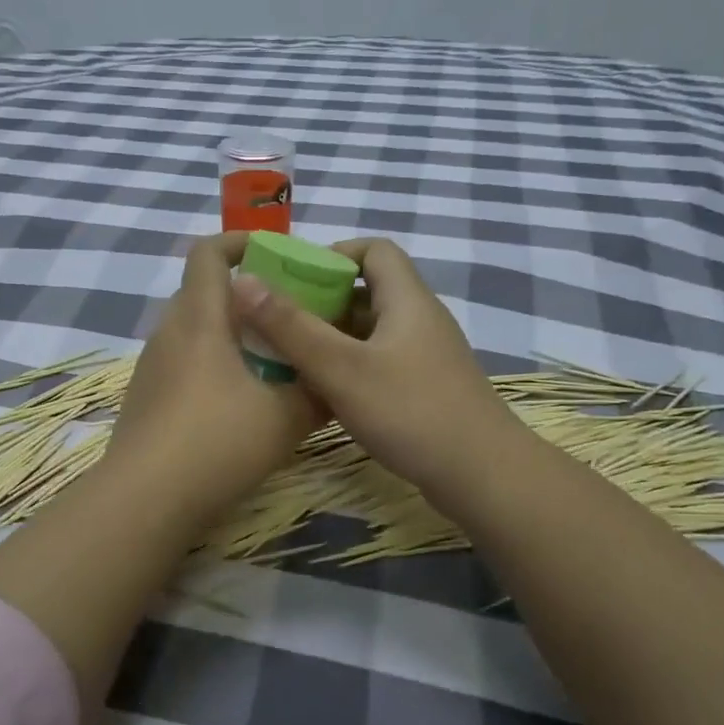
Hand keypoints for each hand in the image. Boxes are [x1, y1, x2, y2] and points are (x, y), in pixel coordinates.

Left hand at [106, 232, 321, 519]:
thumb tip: (337, 381)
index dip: (240, 242)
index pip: (208, 252)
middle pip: (203, 292)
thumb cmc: (217, 443)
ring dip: (229, 335)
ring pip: (194, 332)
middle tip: (285, 317)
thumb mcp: (285, 417)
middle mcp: (169, 332)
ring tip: (269, 362)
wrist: (145, 500)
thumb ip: (317, 392)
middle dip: (245, 296)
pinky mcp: (146, 398)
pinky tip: (237, 404)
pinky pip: (183, 364)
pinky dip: (212, 366)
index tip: (275, 254)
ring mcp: (152, 367)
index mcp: (199, 318)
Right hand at [229, 237, 527, 510]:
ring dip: (332, 338)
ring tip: (290, 355)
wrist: (481, 475)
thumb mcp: (340, 368)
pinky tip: (322, 391)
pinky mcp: (425, 388)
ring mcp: (425, 357)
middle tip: (279, 321)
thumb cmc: (410, 412)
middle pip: (368, 291)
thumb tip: (242, 281)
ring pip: (371, 331)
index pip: (374, 249)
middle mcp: (419, 320)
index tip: (294, 278)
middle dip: (322, 301)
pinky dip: (349, 366)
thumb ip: (291, 327)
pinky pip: (380, 362)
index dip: (334, 254)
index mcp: (407, 300)